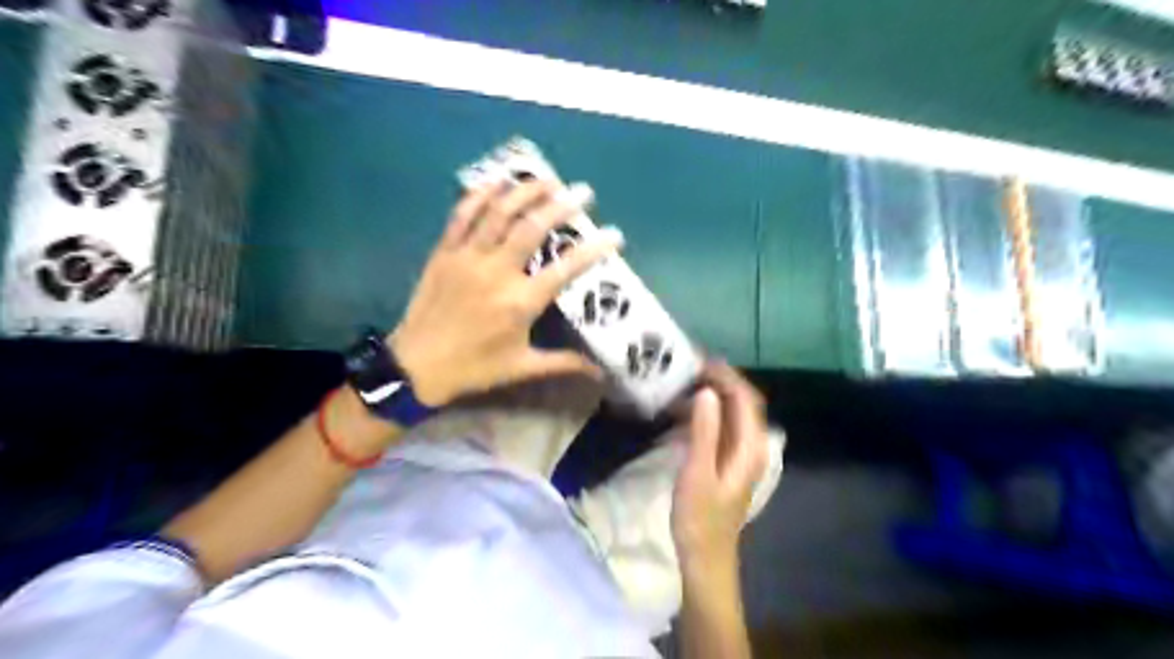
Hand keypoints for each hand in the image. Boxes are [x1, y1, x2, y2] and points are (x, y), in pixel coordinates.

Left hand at [388, 177, 623, 409]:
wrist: (415, 366)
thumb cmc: (474, 368)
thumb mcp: (522, 368)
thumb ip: (563, 363)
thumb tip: (600, 372)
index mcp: (520, 302)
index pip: (566, 268)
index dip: (594, 249)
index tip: (615, 234)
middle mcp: (497, 272)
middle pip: (533, 227)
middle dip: (562, 205)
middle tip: (583, 192)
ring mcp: (468, 257)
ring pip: (499, 213)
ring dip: (526, 191)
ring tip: (548, 179)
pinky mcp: (445, 252)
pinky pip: (463, 215)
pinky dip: (480, 194)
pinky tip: (497, 181)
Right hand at [670, 363, 771, 573]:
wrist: (705, 557)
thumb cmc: (700, 518)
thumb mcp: (697, 473)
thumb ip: (704, 431)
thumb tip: (708, 392)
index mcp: (750, 447)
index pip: (745, 398)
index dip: (726, 375)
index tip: (699, 360)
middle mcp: (752, 445)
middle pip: (742, 402)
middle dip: (719, 379)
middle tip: (688, 366)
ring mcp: (741, 453)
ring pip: (732, 412)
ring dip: (712, 394)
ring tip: (683, 381)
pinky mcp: (728, 460)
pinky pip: (722, 425)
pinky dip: (706, 411)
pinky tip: (683, 409)